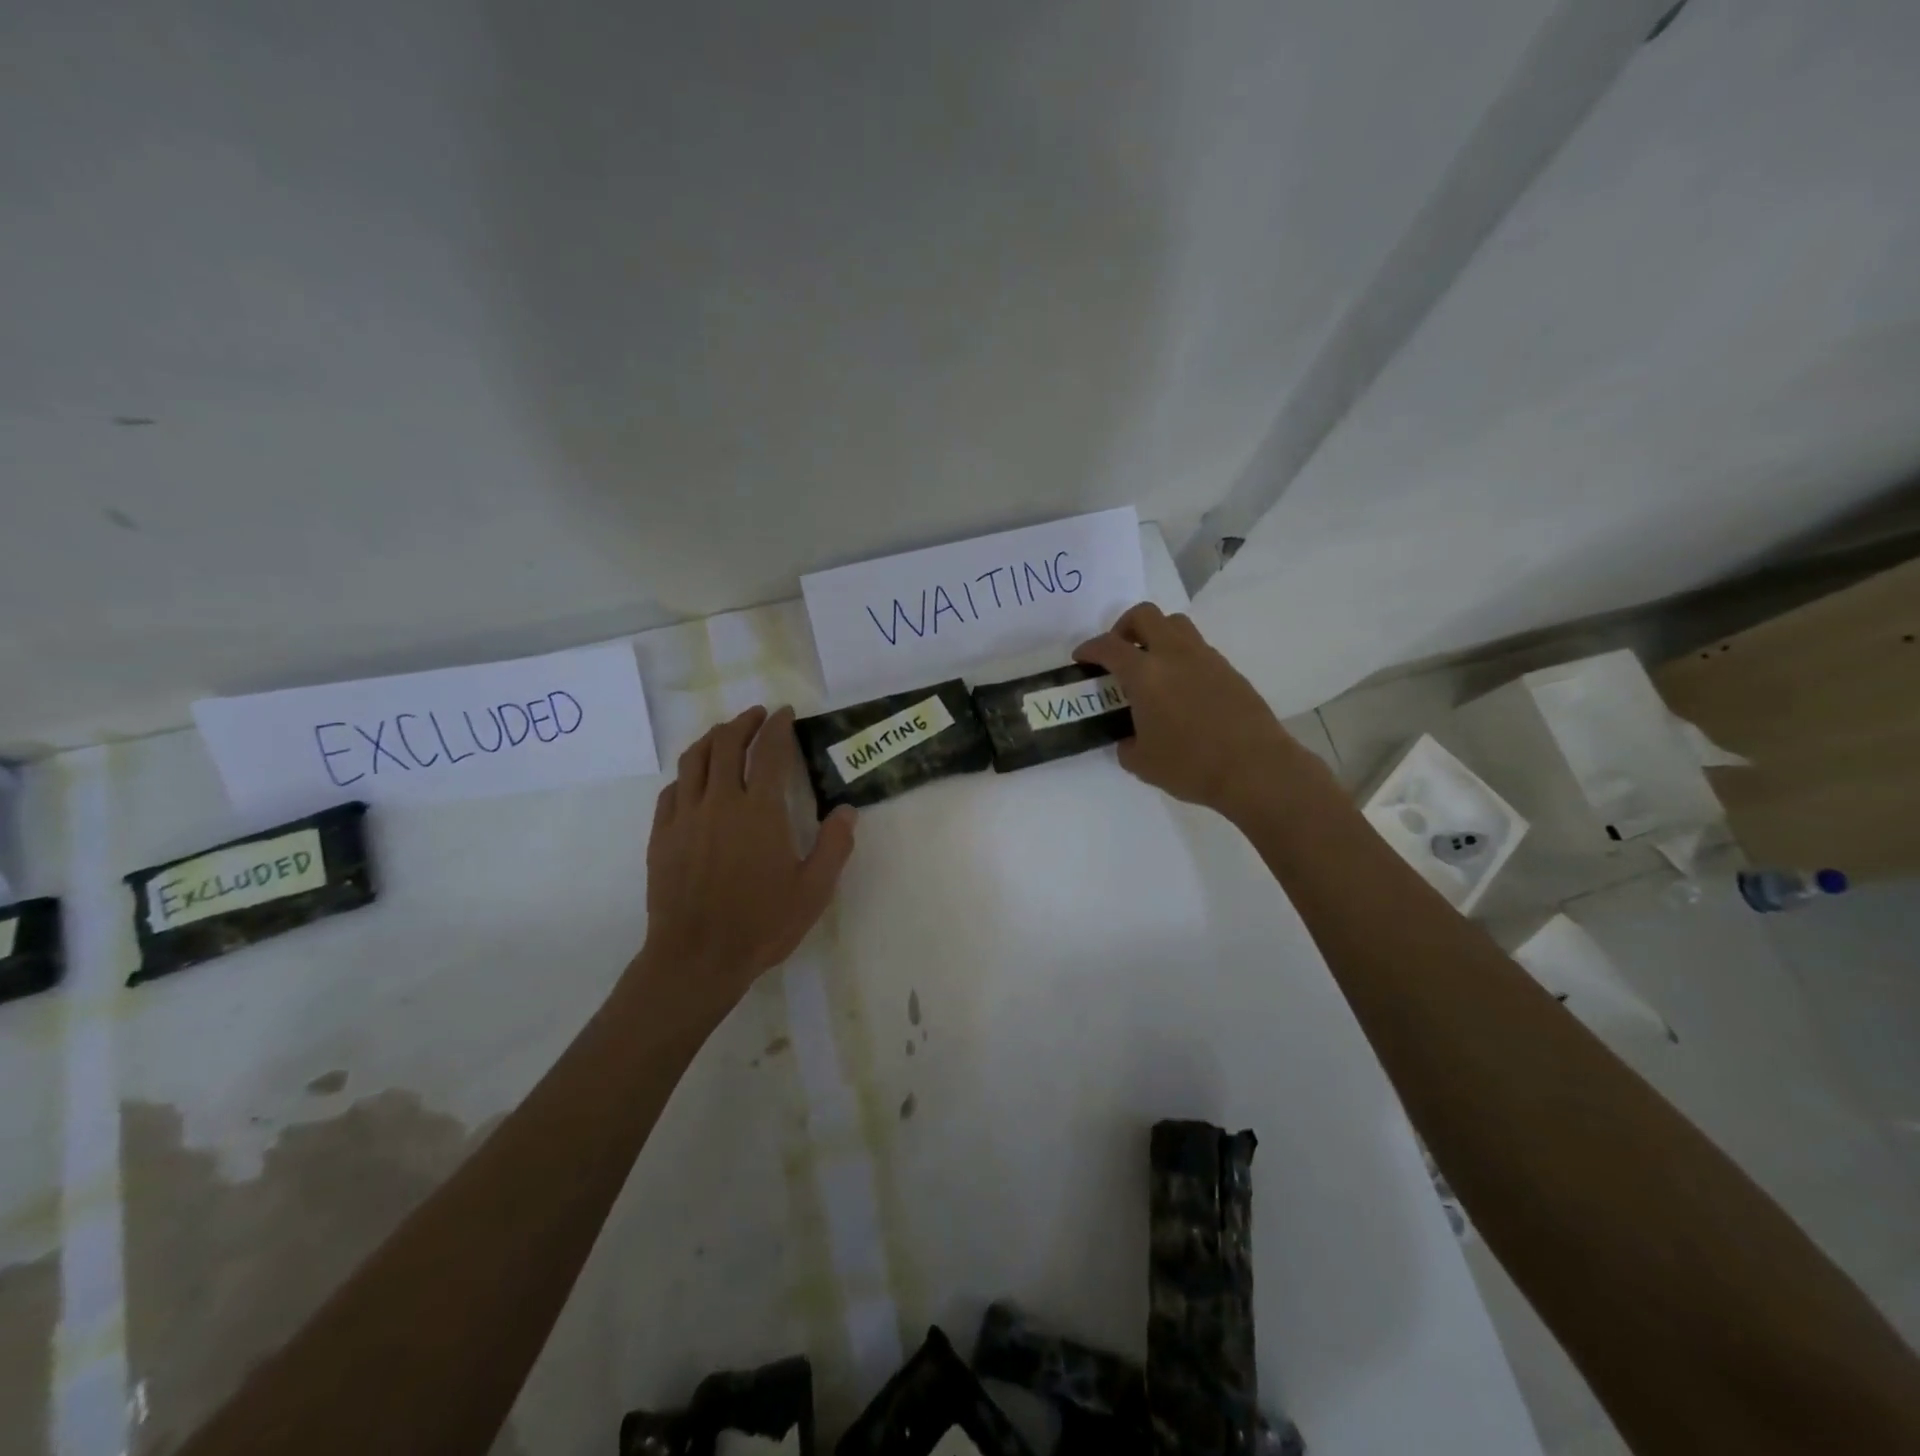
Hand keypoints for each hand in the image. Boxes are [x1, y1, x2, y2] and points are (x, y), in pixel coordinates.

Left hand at [639, 705, 856, 1012]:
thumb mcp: (814, 890)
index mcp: (760, 811)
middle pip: (727, 744)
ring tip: (725, 733)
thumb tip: (846, 810)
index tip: (785, 713)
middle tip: (758, 716)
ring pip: (694, 760)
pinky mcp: (662, 836)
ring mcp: (685, 817)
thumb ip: (834, 846)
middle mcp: (720, 802)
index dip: (778, 727)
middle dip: (744, 723)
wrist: (696, 958)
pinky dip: (687, 774)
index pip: (769, 752)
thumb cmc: (761, 924)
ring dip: (712, 738)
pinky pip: (672, 790)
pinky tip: (695, 779)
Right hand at [1074, 603, 1312, 819]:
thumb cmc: (1190, 766)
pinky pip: (1198, 649)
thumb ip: (1127, 745)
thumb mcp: (1142, 763)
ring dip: (1156, 635)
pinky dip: (1181, 656)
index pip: (1109, 647)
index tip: (1081, 658)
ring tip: (1151, 664)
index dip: (1090, 648)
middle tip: (1119, 651)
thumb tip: (1129, 738)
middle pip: (1146, 615)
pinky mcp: (1229, 670)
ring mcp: (1206, 659)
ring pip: (1176, 625)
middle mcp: (1175, 655)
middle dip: (1124, 626)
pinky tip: (1181, 688)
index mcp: (1146, 674)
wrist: (1255, 769)